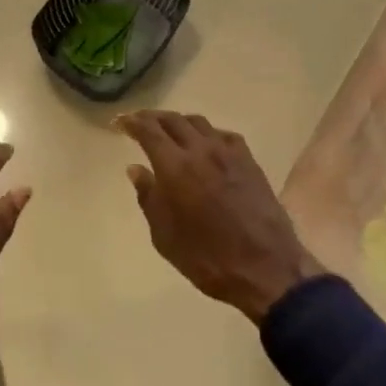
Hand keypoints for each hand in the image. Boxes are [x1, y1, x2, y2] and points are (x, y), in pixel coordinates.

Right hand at [117, 111, 324, 324]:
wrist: (265, 268)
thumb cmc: (207, 258)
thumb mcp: (165, 236)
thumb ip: (148, 197)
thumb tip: (136, 168)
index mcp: (175, 167)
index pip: (149, 130)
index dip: (132, 122)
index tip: (120, 122)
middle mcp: (201, 150)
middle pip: (173, 120)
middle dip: (152, 118)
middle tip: (139, 122)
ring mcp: (229, 153)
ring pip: (199, 122)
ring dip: (179, 122)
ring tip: (169, 130)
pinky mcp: (249, 161)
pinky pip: (223, 135)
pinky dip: (207, 134)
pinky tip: (205, 145)